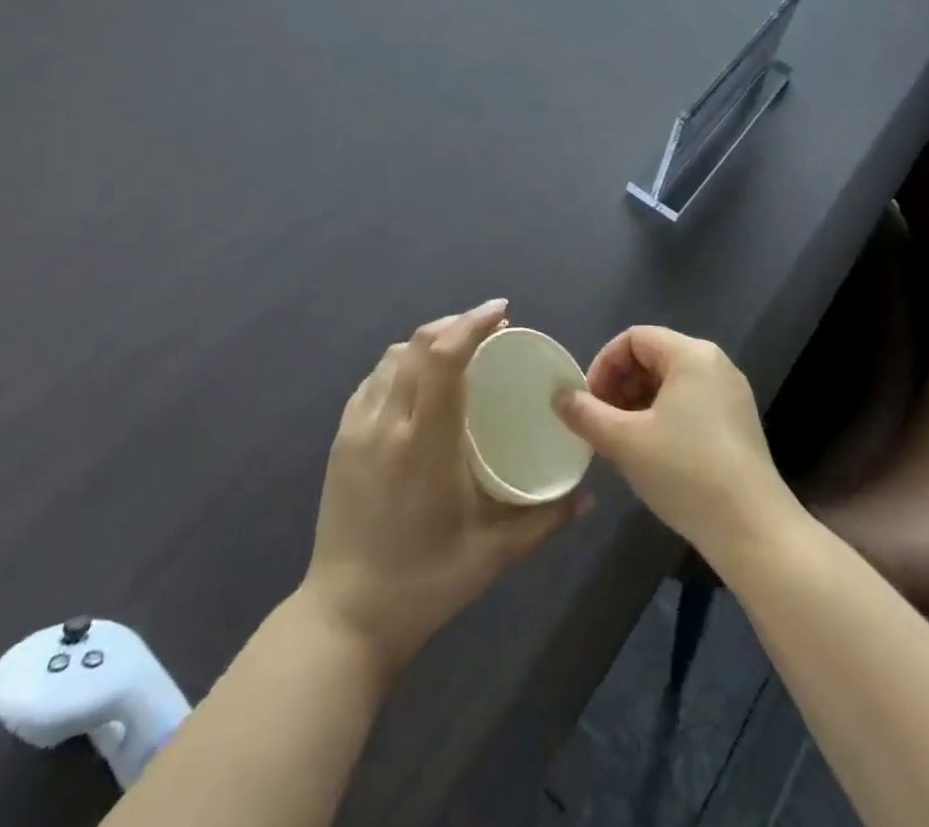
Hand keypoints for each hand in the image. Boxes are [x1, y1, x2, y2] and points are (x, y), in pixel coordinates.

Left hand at [302, 299, 587, 672]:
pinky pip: (373, 381)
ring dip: (427, 344)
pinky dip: (400, 367)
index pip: (445, 357)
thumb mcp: (495, 553)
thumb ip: (545, 518)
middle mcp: (385, 422)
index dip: (473, 323)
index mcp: (423, 441)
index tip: (502, 311)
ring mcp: (356, 428)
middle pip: (418, 344)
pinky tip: (418, 386)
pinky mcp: (341, 439)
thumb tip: (587, 495)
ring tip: (457, 354)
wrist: (346, 617)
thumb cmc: (426, 583)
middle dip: (455, 325)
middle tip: (489, 331)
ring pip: (392, 358)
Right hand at [554, 326, 795, 561]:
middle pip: (652, 358)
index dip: (603, 365)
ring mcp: (730, 395)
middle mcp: (715, 365)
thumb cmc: (685, 472)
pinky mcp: (738, 424)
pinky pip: (689, 404)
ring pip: (670, 384)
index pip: (633, 339)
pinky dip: (662, 418)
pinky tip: (650, 454)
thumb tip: (559, 395)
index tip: (588, 402)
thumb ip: (586, 413)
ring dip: (637, 405)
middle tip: (600, 423)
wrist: (753, 530)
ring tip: (620, 442)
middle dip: (619, 386)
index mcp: (691, 355)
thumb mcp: (624, 441)